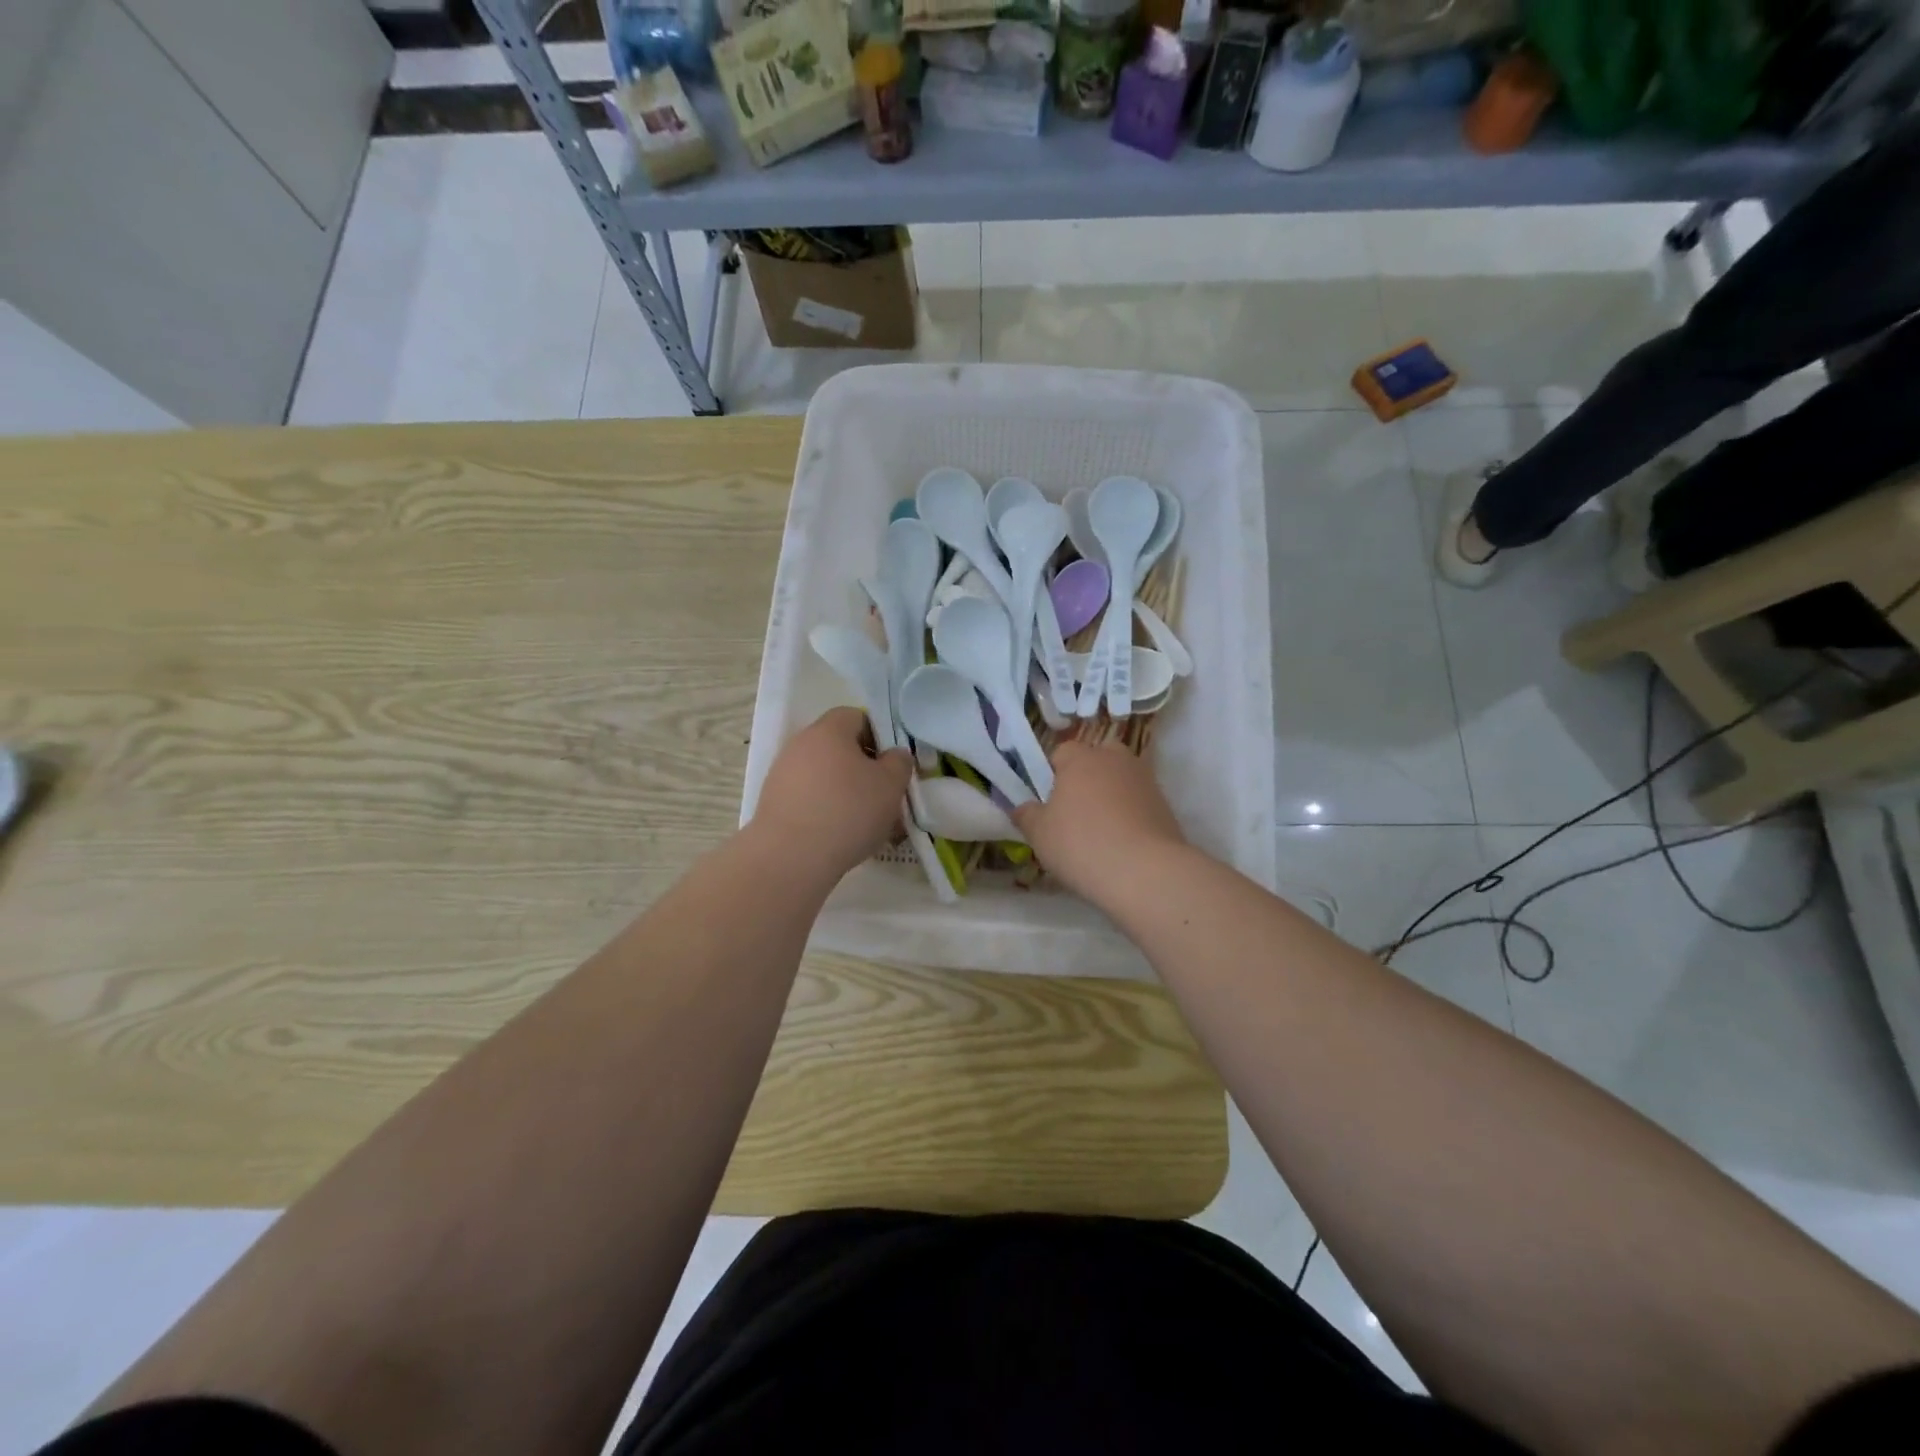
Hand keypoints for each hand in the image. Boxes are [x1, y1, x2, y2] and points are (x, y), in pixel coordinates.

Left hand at [748, 708, 912, 879]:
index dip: (880, 737)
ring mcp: (782, 773)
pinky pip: (808, 798)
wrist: (790, 857)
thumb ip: (899, 762)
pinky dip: (825, 810)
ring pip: (824, 775)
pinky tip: (838, 835)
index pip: (858, 717)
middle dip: (863, 768)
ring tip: (863, 823)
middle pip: (839, 747)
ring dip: (844, 792)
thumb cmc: (848, 811)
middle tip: (882, 796)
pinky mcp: (773, 802)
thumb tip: (894, 755)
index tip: (891, 766)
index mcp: (829, 729)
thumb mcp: (891, 785)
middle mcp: (800, 744)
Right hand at [1012, 741, 1187, 903]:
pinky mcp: (1165, 805)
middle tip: (1076, 812)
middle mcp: (1115, 760)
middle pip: (1097, 758)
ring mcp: (1145, 780)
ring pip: (1121, 779)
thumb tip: (1022, 807)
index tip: (1048, 802)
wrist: (1145, 872)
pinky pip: (1140, 802)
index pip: (1062, 751)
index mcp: (1081, 758)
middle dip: (1087, 777)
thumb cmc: (1081, 844)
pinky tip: (1123, 844)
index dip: (1052, 774)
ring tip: (1101, 832)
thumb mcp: (1039, 834)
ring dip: (1112, 796)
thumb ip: (1026, 815)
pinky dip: (1131, 815)